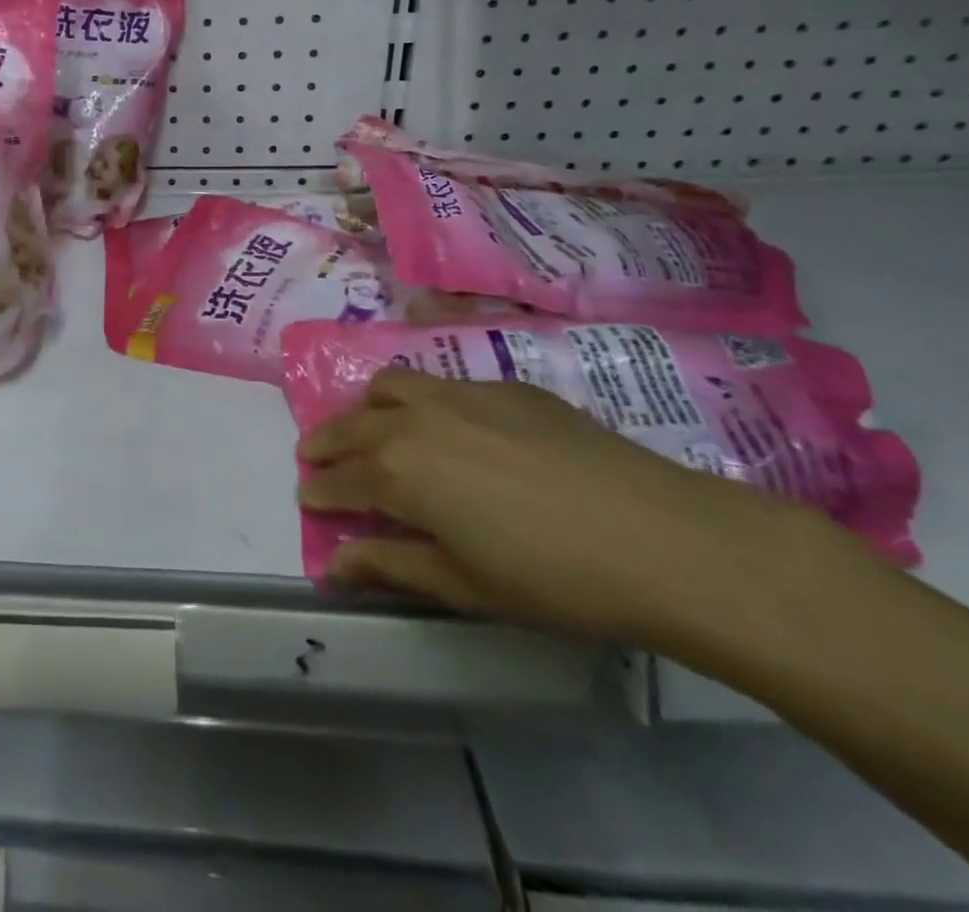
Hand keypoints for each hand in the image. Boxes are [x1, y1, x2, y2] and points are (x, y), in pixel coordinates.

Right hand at [296, 368, 851, 648]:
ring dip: (368, 408)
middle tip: (316, 457)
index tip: (307, 497)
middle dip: (327, 442)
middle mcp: (416, 419)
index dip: (319, 490)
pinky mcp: (507, 387)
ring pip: (392, 385)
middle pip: (352, 423)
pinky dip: (422, 400)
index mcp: (398, 470)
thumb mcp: (462, 584)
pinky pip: (444, 383)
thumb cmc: (552, 577)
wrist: (661, 538)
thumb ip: (390, 566)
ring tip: (372, 428)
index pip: (340, 478)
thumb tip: (332, 566)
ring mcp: (462, 394)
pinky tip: (449, 426)